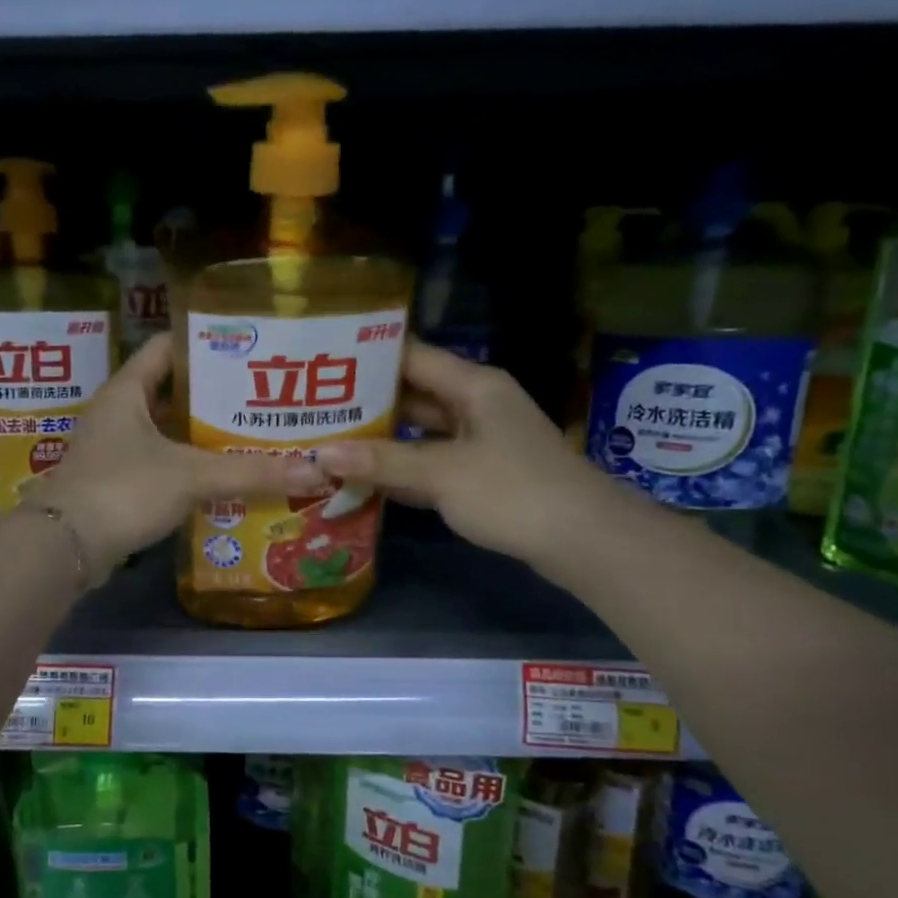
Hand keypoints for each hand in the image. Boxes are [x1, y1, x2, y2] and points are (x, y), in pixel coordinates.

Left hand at [41, 335, 326, 577]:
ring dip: (201, 435)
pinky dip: (187, 467)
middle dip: (213, 395)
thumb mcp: (191, 476)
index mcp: (126, 391)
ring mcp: (112, 450)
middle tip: (260, 397)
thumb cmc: (123, 490)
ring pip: (165, 432)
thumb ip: (251, 473)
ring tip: (250, 435)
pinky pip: (159, 465)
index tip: (248, 347)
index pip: (167, 347)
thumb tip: (315, 472)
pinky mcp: (115, 484)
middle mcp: (116, 413)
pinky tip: (221, 477)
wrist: (64, 547)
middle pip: (170, 391)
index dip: (205, 342)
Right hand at [314, 342, 610, 568]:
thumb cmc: (513, 491)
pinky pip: (431, 465)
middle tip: (314, 407)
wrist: (583, 541)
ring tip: (328, 440)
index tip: (323, 361)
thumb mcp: (442, 473)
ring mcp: (480, 443)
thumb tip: (319, 454)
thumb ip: (381, 462)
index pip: (412, 356)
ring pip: (420, 433)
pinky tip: (363, 479)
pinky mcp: (481, 477)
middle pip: (413, 396)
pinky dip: (402, 471)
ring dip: (381, 441)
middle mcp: (476, 406)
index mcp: (474, 386)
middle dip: (367, 403)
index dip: (368, 356)